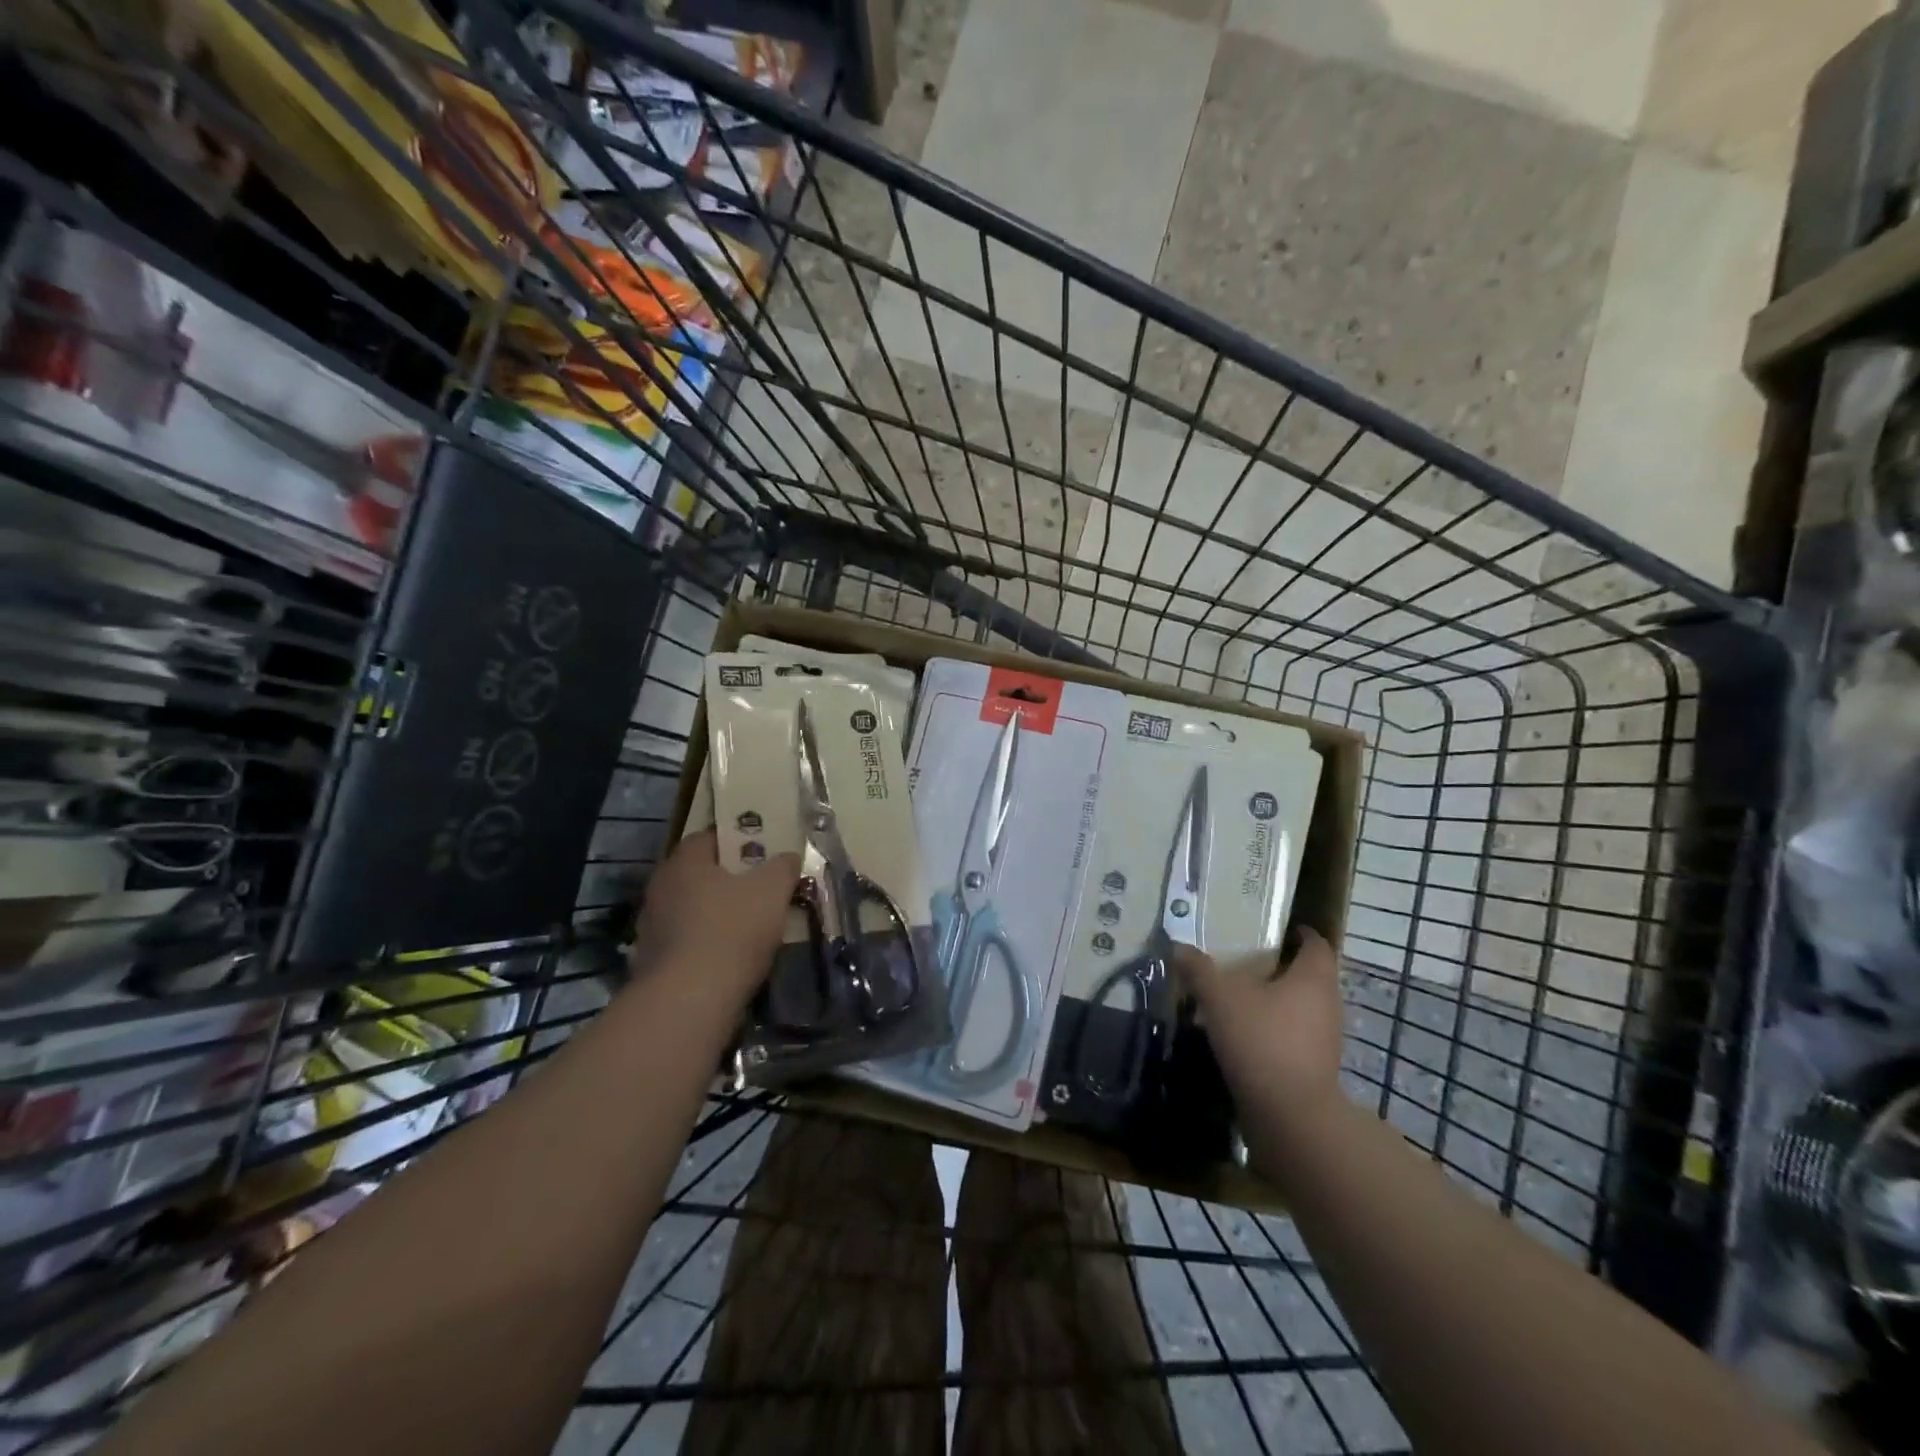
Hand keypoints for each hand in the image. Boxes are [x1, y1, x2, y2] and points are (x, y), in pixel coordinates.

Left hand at [630, 831, 798, 1000]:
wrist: (689, 1001)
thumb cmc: (732, 930)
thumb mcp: (773, 890)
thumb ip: (783, 867)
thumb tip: (788, 857)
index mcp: (684, 863)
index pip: (709, 838)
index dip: (738, 842)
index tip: (763, 854)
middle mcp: (660, 889)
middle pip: (700, 876)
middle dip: (729, 881)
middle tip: (761, 889)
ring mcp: (651, 928)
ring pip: (692, 911)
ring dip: (717, 915)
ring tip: (751, 928)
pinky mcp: (652, 964)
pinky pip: (687, 943)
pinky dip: (707, 946)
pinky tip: (731, 959)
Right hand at [1176, 929, 1345, 1141]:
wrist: (1290, 1116)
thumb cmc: (1261, 1040)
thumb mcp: (1219, 998)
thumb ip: (1199, 970)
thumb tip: (1179, 946)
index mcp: (1313, 979)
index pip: (1317, 945)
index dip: (1301, 934)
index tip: (1279, 929)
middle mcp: (1327, 1004)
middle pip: (1310, 976)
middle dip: (1282, 967)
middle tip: (1247, 960)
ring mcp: (1325, 1039)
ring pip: (1302, 1007)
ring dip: (1277, 1000)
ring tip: (1240, 996)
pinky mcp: (1315, 1067)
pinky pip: (1295, 1035)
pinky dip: (1275, 1028)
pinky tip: (1245, 1032)